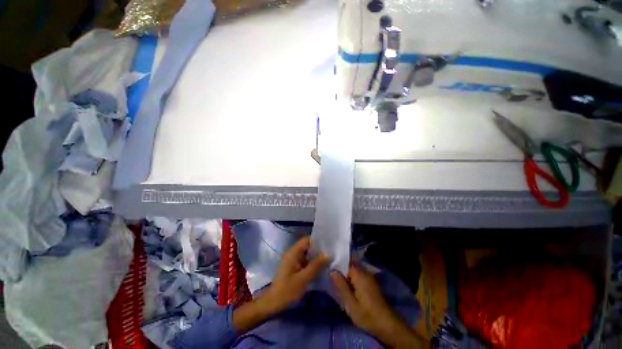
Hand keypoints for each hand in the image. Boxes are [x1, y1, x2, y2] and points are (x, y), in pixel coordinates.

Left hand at [261, 236, 330, 313]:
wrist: (273, 304)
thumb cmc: (287, 290)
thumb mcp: (304, 278)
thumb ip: (316, 265)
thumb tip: (328, 254)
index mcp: (293, 252)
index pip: (306, 240)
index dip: (317, 240)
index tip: (328, 244)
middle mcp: (292, 253)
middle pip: (307, 246)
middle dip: (318, 249)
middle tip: (331, 252)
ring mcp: (292, 261)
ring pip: (307, 254)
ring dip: (316, 257)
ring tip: (329, 259)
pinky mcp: (293, 268)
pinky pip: (305, 261)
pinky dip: (312, 263)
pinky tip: (321, 268)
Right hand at [330, 265, 424, 348]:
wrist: (388, 325)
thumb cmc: (368, 315)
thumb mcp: (351, 304)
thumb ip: (341, 286)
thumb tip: (331, 270)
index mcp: (359, 274)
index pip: (344, 261)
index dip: (335, 264)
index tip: (326, 267)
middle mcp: (364, 271)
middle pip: (348, 265)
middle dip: (339, 269)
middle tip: (328, 276)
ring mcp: (368, 276)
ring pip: (352, 271)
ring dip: (344, 275)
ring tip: (335, 281)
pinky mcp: (370, 282)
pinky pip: (357, 276)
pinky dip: (350, 279)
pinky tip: (345, 287)